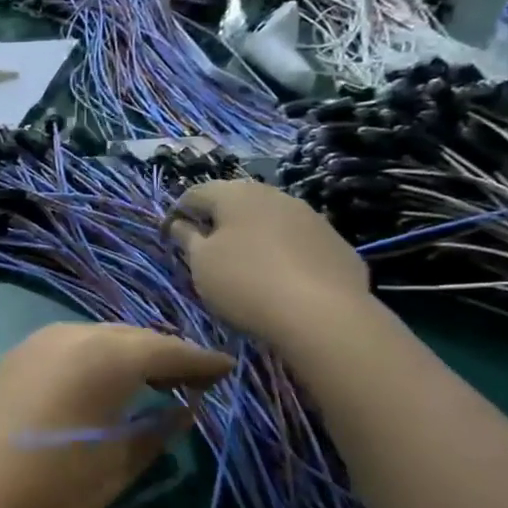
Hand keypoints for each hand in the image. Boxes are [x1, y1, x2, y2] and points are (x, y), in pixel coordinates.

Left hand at [0, 323, 232, 507]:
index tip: (228, 370)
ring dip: (129, 354)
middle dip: (166, 355)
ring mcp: (40, 341)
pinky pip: (71, 345)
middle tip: (193, 379)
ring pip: (100, 337)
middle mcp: (74, 335)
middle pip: (134, 337)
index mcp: (108, 356)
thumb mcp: (118, 464)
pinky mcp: (16, 355)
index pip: (169, 350)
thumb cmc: (53, 483)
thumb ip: (157, 432)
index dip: (201, 361)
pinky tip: (103, 381)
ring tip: (152, 380)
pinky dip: (97, 357)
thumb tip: (184, 410)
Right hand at [166, 181, 370, 345]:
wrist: (323, 314)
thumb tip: (179, 223)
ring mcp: (311, 217)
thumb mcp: (201, 263)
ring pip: (270, 220)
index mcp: (236, 194)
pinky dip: (283, 253)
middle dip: (218, 222)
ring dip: (253, 236)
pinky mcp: (335, 243)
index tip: (171, 238)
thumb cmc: (245, 282)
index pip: (195, 193)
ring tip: (245, 267)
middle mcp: (274, 195)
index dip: (178, 213)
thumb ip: (187, 238)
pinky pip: (298, 242)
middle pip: (236, 203)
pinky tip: (281, 280)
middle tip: (207, 252)